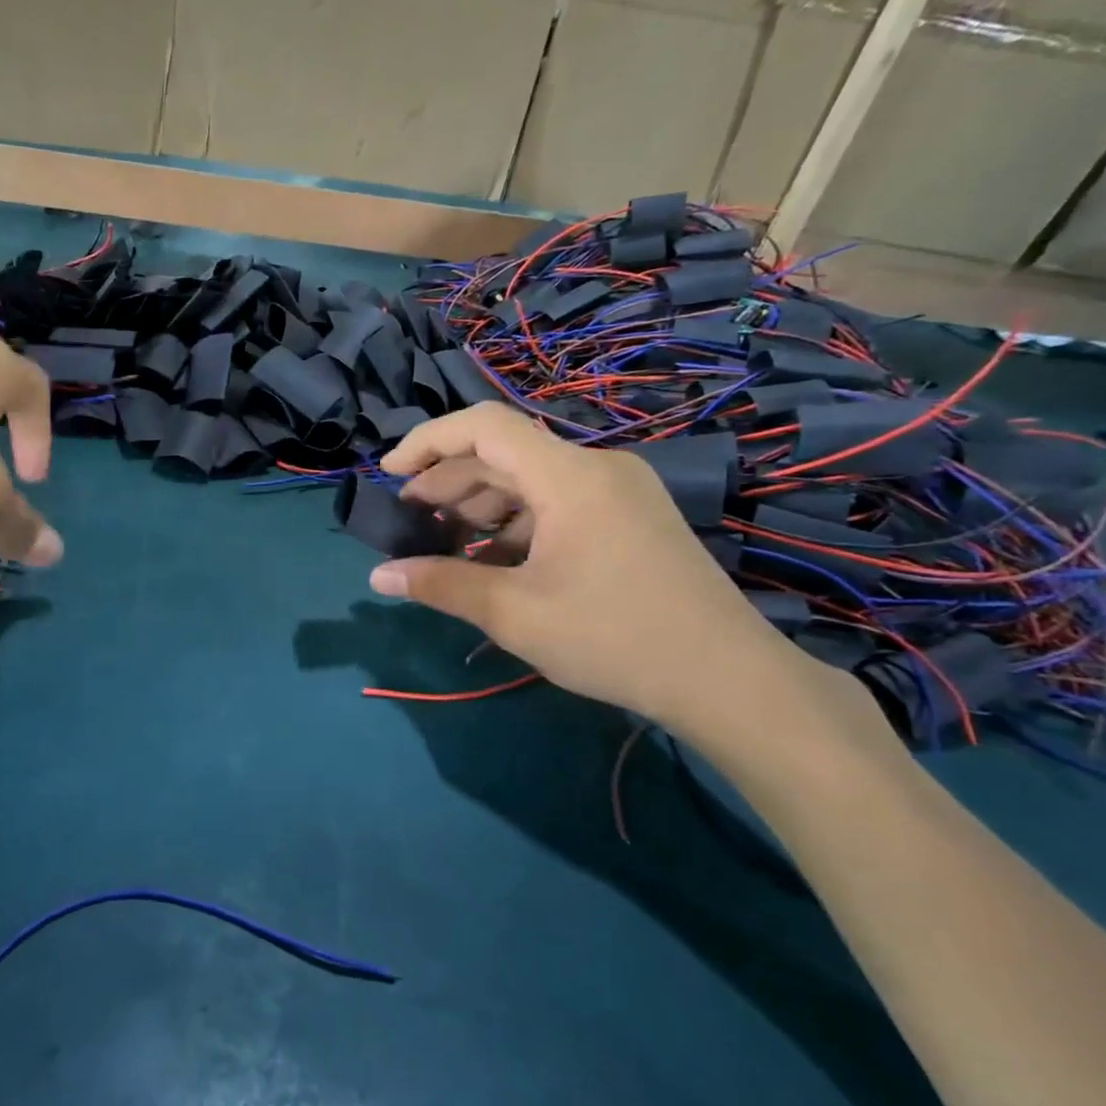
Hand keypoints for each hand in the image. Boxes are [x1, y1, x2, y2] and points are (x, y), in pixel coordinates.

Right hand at [368, 402, 810, 731]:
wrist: (727, 679)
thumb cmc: (614, 638)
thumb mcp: (514, 613)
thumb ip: (441, 585)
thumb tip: (378, 576)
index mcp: (568, 476)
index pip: (483, 426)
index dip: (427, 441)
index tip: (390, 476)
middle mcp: (595, 467)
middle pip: (503, 453)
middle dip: (448, 482)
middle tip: (410, 522)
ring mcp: (618, 491)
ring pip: (530, 479)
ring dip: (481, 505)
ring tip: (446, 544)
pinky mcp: (630, 517)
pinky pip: (557, 502)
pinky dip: (516, 522)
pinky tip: (495, 561)